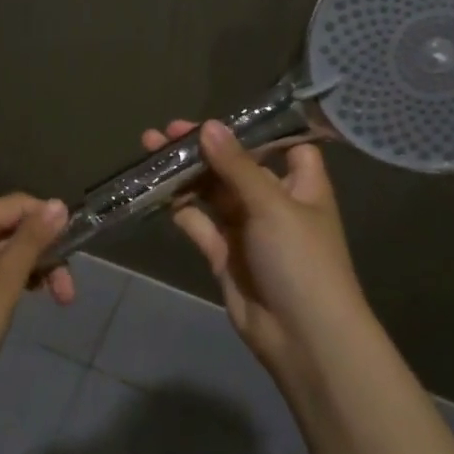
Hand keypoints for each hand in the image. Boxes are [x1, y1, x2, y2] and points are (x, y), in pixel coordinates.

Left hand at [0, 194, 72, 402]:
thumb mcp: (4, 281)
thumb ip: (32, 241)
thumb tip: (58, 203)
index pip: (17, 204)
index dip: (49, 219)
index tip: (76, 248)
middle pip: (10, 230)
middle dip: (44, 254)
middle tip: (67, 294)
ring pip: (1, 255)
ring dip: (30, 272)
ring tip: (54, 301)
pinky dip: (9, 284)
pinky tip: (20, 304)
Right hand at [143, 119, 372, 373]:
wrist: (303, 337)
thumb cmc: (301, 260)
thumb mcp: (272, 205)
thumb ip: (237, 166)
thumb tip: (208, 125)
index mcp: (302, 185)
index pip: (286, 146)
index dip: (258, 131)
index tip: (222, 115)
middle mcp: (275, 203)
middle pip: (237, 167)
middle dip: (205, 149)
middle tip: (166, 130)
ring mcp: (248, 230)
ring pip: (213, 194)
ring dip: (186, 174)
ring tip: (150, 150)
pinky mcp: (225, 256)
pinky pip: (199, 224)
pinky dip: (180, 207)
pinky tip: (155, 189)